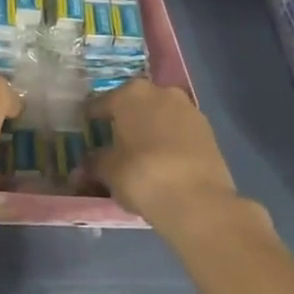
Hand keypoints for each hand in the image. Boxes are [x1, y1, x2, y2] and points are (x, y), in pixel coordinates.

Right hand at [88, 79, 248, 227]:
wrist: (198, 201)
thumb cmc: (141, 175)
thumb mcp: (107, 171)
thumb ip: (94, 162)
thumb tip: (85, 164)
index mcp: (129, 94)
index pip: (100, 104)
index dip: (91, 120)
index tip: (86, 133)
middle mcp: (160, 92)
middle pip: (134, 105)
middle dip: (124, 121)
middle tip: (114, 143)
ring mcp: (188, 109)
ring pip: (160, 116)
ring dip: (150, 129)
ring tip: (141, 154)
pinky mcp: (208, 130)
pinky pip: (179, 131)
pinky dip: (170, 141)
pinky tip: (163, 162)